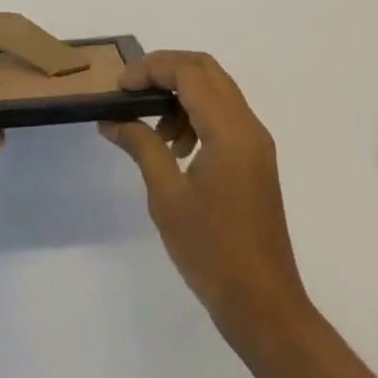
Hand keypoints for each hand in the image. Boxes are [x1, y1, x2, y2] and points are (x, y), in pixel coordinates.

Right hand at [99, 51, 307, 337]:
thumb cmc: (213, 252)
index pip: (188, 72)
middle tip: (132, 90)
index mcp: (229, 129)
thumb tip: (112, 119)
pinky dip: (196, 114)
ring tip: (154, 129)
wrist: (265, 308)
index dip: (150, 69)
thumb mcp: (167, 197)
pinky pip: (223, 114)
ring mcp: (255, 142)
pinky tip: (176, 148)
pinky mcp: (255, 159)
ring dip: (181, 93)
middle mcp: (248, 125)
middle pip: (205, 69)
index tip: (119, 87)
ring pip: (215, 89)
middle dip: (165, 70)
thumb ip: (142, 145)